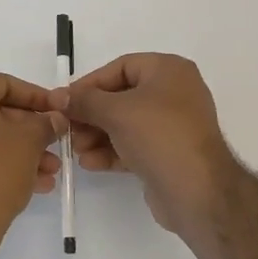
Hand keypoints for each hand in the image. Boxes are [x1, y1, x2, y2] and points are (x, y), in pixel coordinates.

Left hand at [0, 74, 61, 243]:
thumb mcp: (29, 140)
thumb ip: (45, 123)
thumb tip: (55, 118)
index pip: (3, 83)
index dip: (35, 95)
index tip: (57, 110)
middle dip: (32, 129)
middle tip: (57, 142)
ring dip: (24, 151)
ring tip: (52, 170)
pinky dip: (6, 166)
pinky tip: (36, 185)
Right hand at [52, 53, 244, 235]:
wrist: (197, 191)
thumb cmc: (159, 135)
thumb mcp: (116, 111)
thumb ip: (84, 101)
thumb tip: (59, 96)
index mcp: (168, 71)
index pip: (120, 67)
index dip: (90, 84)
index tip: (65, 101)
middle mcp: (174, 93)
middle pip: (121, 97)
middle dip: (91, 114)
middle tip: (68, 129)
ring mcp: (173, 125)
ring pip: (126, 124)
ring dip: (97, 135)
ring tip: (77, 150)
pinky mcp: (169, 154)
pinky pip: (134, 145)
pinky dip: (112, 151)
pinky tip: (91, 163)